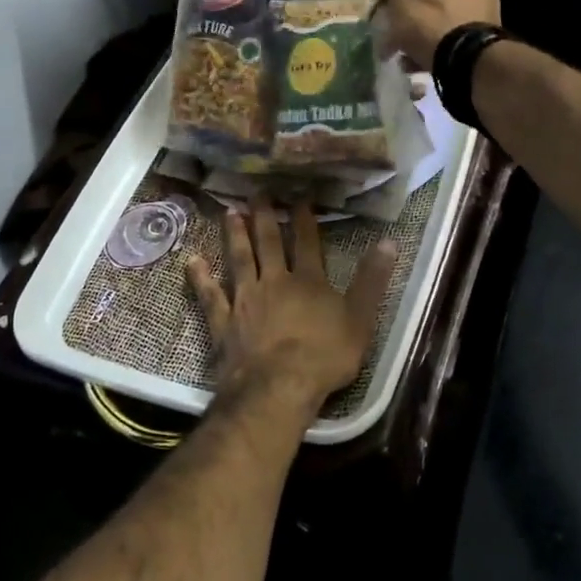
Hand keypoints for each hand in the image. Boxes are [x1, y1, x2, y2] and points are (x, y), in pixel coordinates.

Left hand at [186, 198, 397, 422]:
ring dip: (235, 235)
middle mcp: (275, 282)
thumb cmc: (325, 356)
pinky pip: (210, 295)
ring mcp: (245, 300)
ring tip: (230, 211)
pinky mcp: (224, 323)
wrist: (279, 387)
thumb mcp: (361, 319)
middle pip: (268, 244)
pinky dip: (201, 278)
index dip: (303, 218)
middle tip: (257, 193)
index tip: (299, 195)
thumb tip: (389, 241)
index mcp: (309, 281)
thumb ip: (372, 280)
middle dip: (264, 217)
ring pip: (239, 260)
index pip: (307, 242)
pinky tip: (192, 260)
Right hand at [364, 0, 501, 70]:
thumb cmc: (432, 25)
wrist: (473, 67)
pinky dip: (429, 38)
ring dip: (410, 26)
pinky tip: (411, 60)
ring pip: (434, 9)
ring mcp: (482, 3)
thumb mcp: (403, 1)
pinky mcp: (483, 29)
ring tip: (390, 48)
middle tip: (375, 17)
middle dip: (396, 4)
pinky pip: (448, 27)